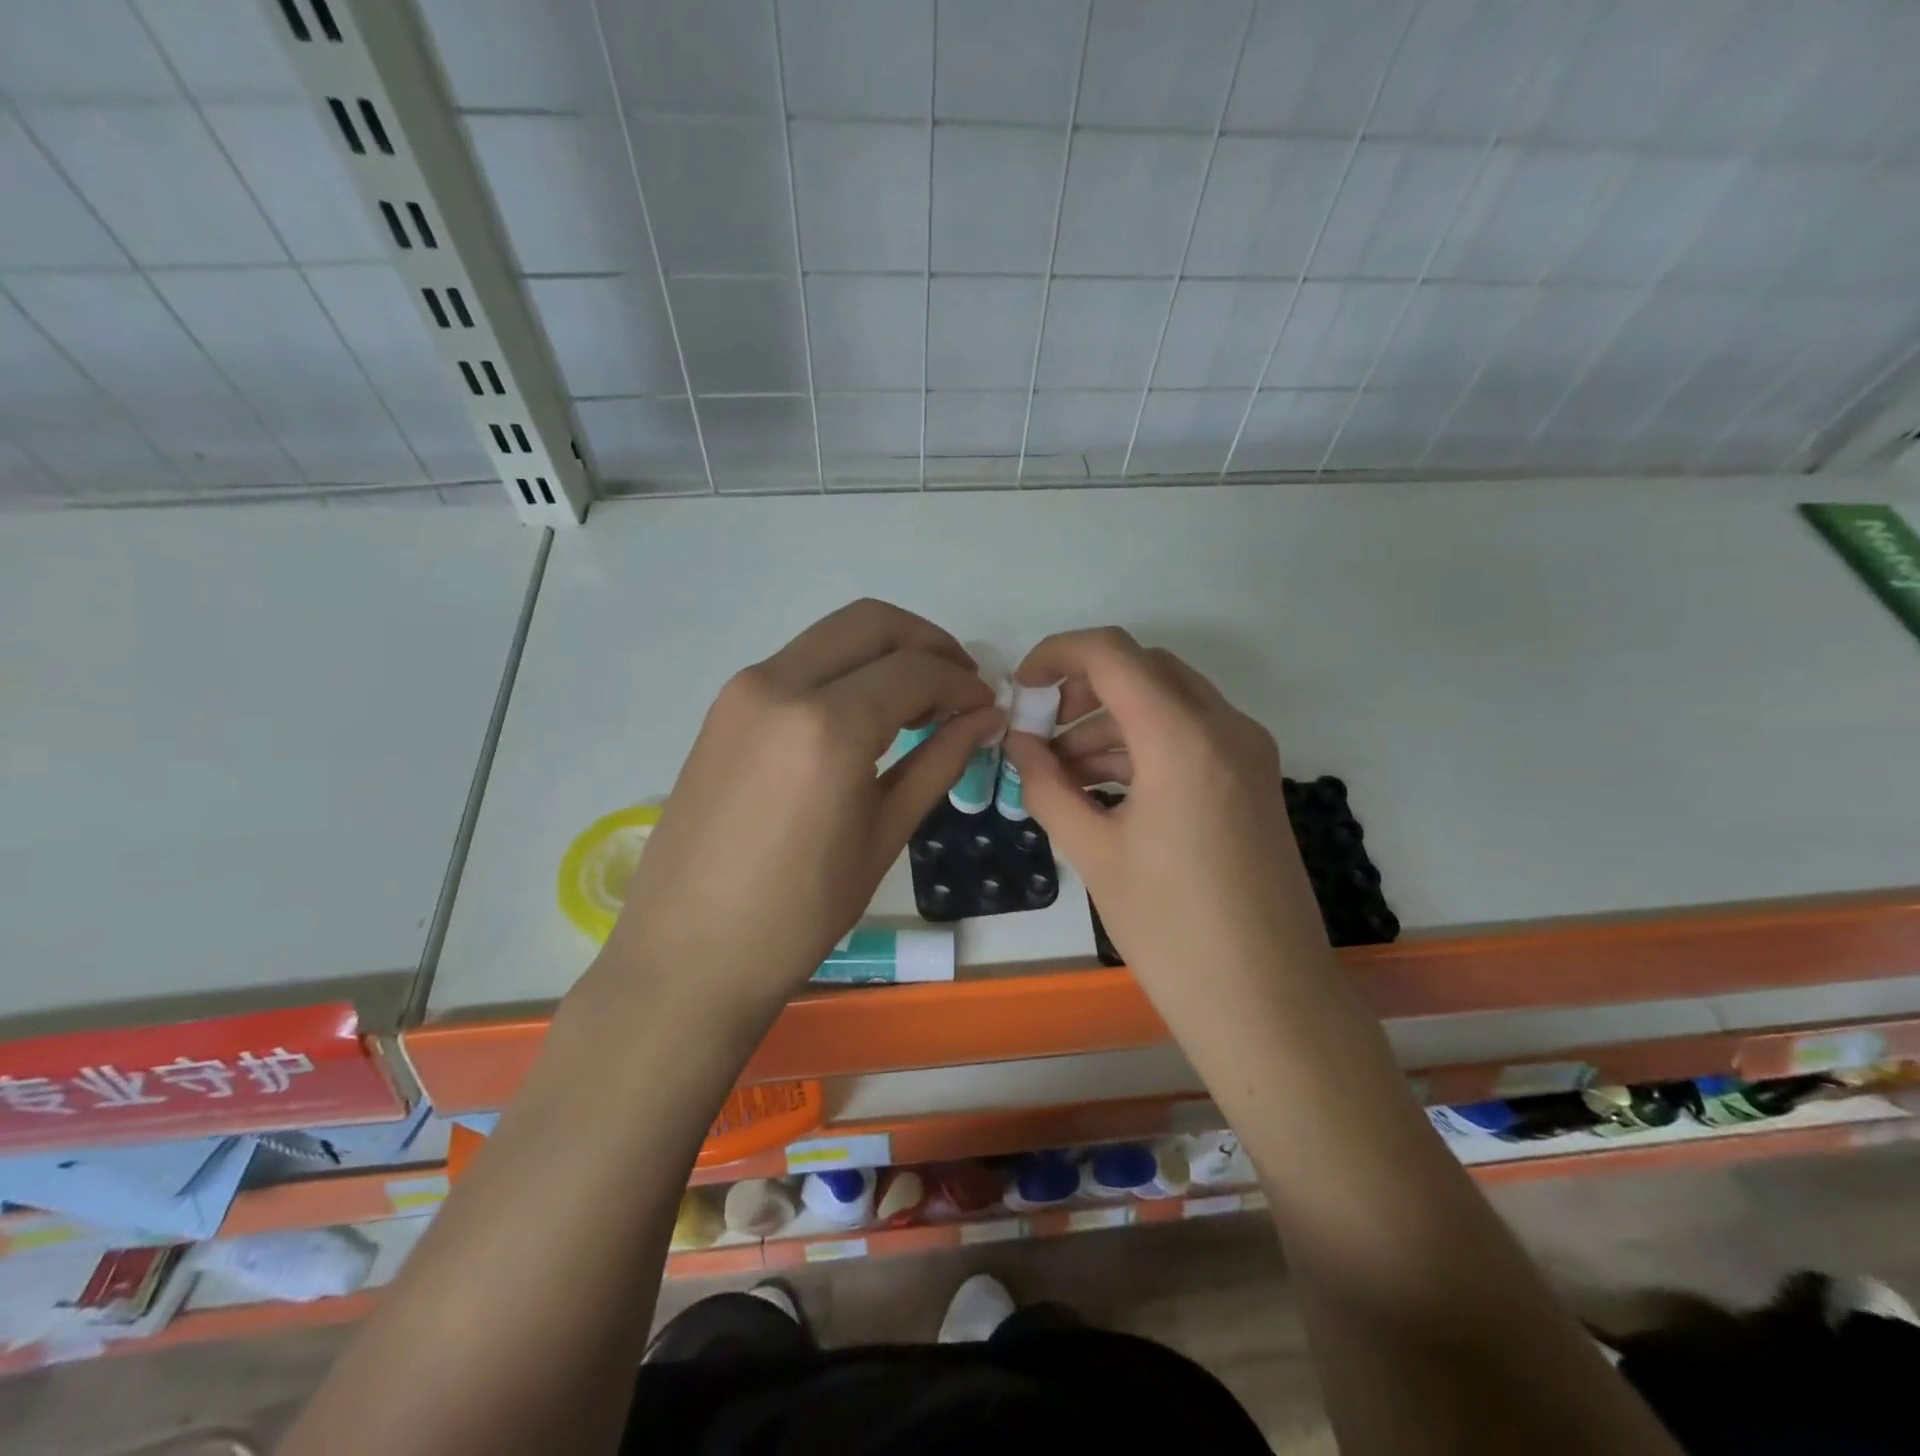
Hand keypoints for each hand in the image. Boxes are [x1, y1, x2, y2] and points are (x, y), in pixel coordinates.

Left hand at [601, 600, 1000, 1023]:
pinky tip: (865, 715)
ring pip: (833, 635)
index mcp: (828, 726)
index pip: (915, 670)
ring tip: (919, 703)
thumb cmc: (799, 913)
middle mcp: (780, 685)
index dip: (961, 682)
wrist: (689, 954)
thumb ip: (939, 762)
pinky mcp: (725, 706)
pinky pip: (800, 663)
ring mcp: (744, 691)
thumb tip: (984, 718)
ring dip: (885, 652)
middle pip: (872, 623)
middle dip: (927, 642)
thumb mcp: (883, 836)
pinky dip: (845, 671)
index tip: (985, 706)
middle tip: (959, 685)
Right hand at [1001, 629, 1321, 1021]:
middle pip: (1144, 669)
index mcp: (1183, 739)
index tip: (1022, 688)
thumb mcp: (1093, 853)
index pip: (1113, 654)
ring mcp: (1248, 754)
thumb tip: (1019, 745)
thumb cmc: (1171, 930)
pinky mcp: (1254, 781)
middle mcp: (1225, 729)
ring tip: (1062, 771)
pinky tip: (1104, 789)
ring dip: (1112, 721)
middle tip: (1042, 730)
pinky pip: (1191, 736)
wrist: (1268, 1002)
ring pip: (1169, 702)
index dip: (1057, 654)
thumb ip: (1047, 786)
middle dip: (1084, 687)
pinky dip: (1144, 745)